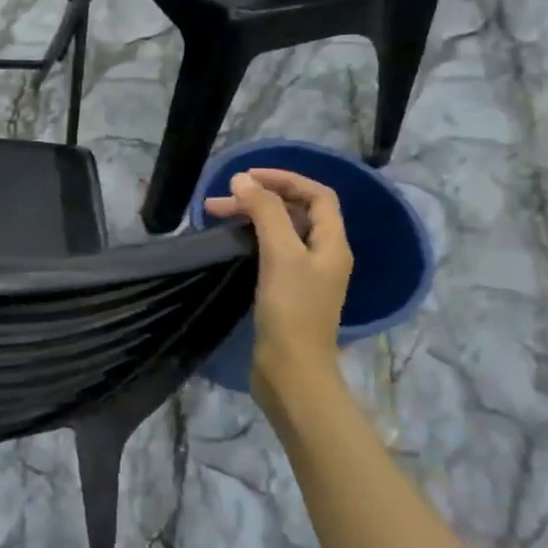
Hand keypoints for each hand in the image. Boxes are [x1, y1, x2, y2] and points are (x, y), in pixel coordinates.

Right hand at [205, 169, 352, 417]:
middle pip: (297, 212)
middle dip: (261, 199)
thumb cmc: (291, 310)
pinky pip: (271, 253)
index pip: (317, 195)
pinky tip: (228, 245)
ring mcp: (306, 276)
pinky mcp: (286, 293)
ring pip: (281, 233)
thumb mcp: (280, 255)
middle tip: (219, 200)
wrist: (291, 371)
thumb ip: (265, 213)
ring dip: (252, 218)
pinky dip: (250, 240)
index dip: (285, 179)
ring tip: (214, 217)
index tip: (247, 177)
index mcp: (332, 244)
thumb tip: (243, 180)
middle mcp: (324, 256)